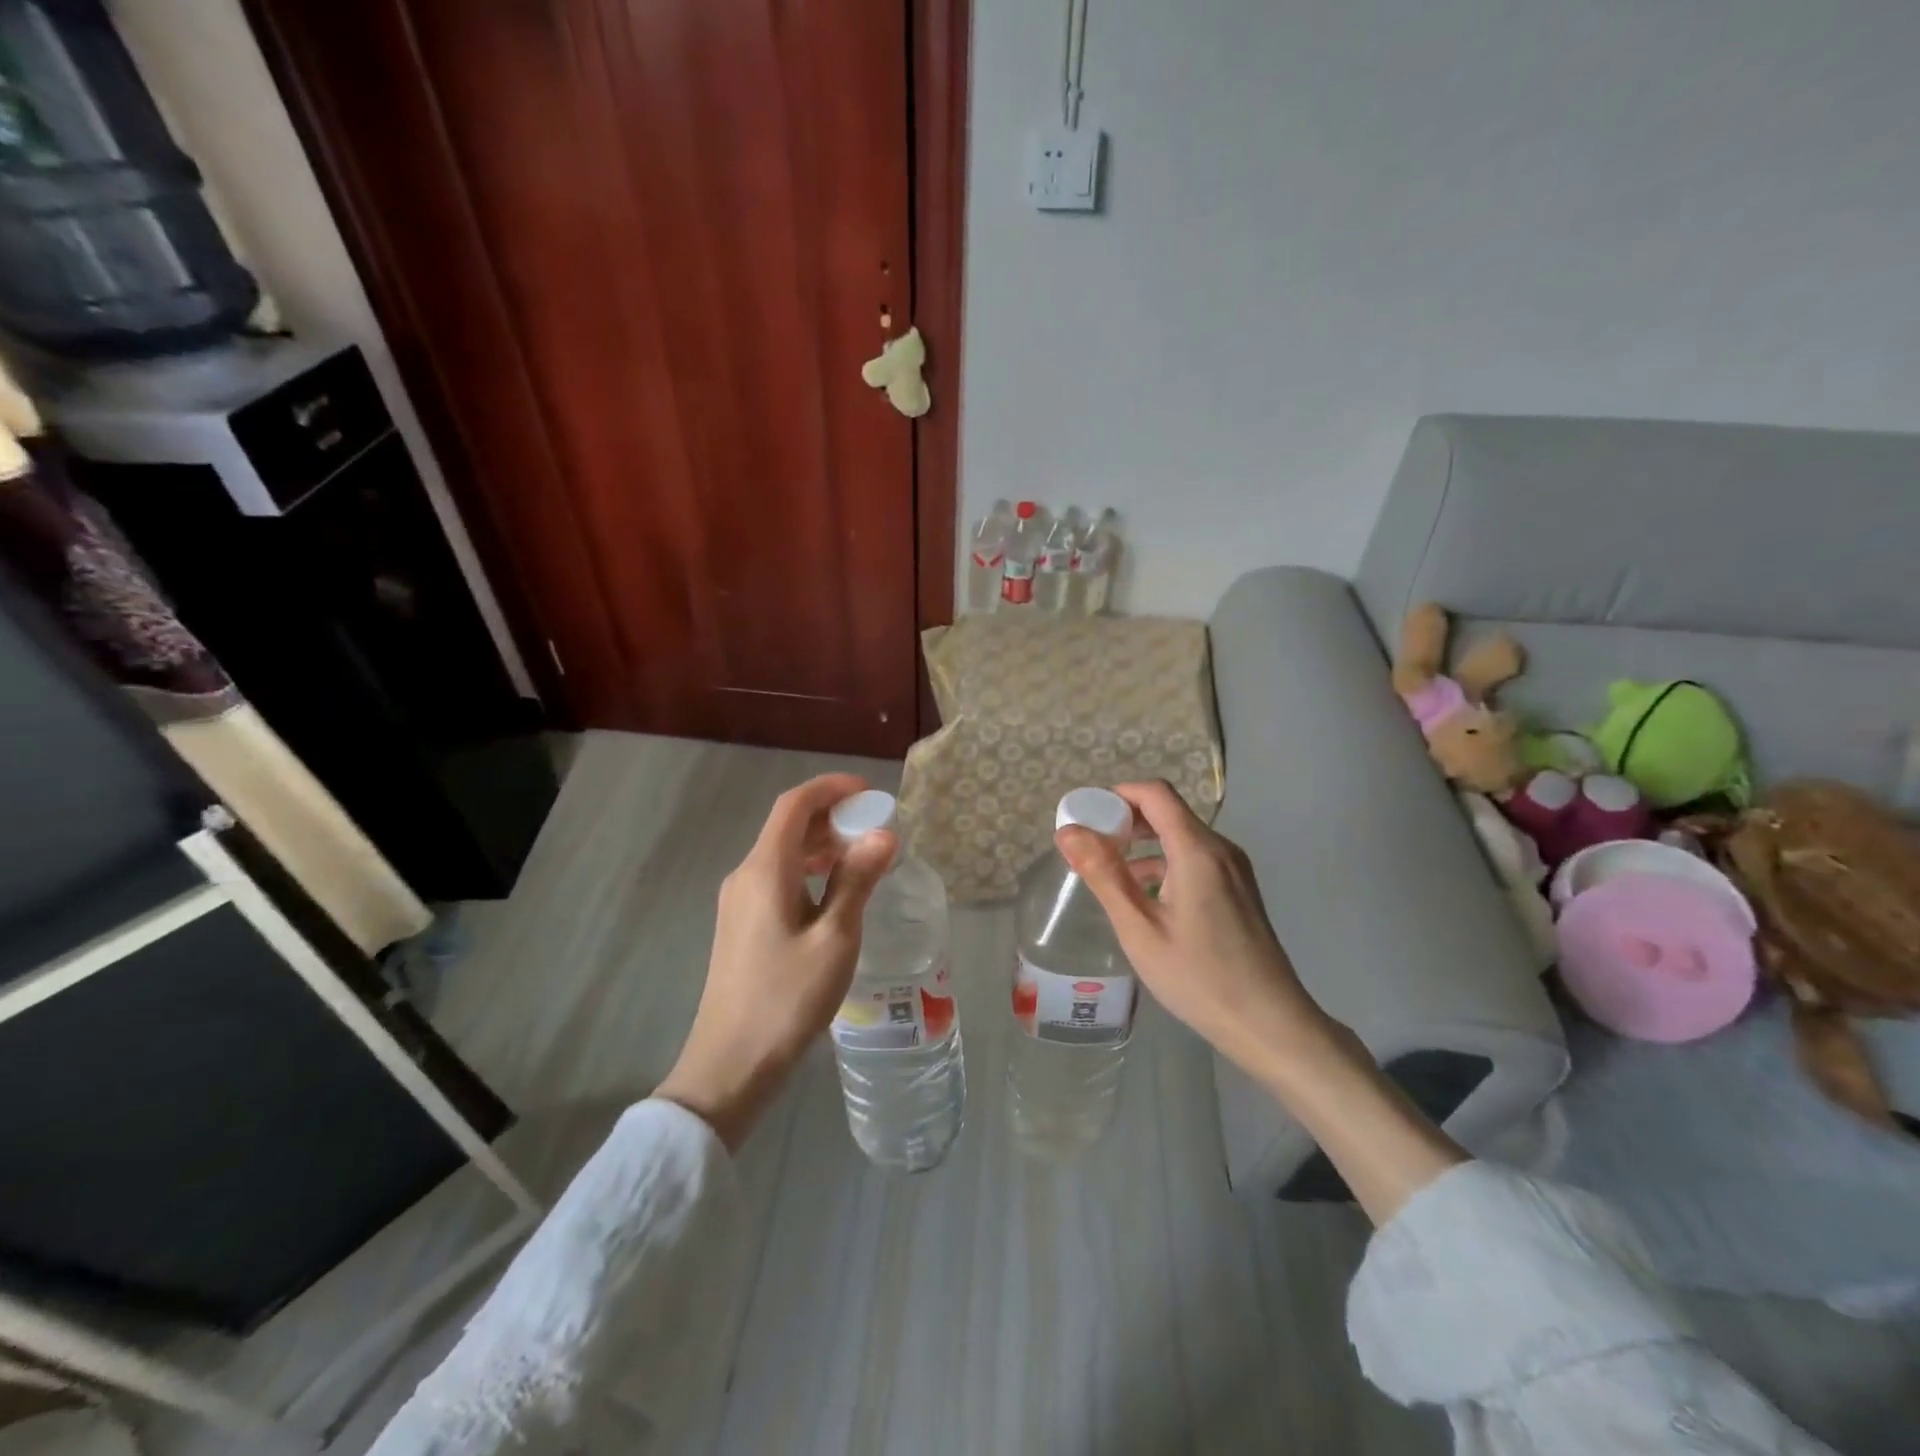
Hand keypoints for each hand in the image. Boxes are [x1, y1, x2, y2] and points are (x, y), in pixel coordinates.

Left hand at [657, 773, 894, 1150]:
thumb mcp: (834, 938)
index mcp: (765, 870)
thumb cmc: (786, 999)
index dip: (831, 789)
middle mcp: (745, 876)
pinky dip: (809, 872)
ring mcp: (738, 903)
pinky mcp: (741, 926)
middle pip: (788, 827)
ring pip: (783, 854)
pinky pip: (778, 879)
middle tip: (876, 829)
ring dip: (822, 846)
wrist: (730, 1066)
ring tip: (863, 859)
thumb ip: (857, 881)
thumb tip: (883, 834)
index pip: (794, 805)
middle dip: (832, 817)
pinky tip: (835, 895)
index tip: (870, 793)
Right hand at [1055, 781, 1328, 1075]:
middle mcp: (1221, 849)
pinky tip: (1145, 897)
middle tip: (1090, 846)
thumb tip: (1067, 831)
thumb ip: (1104, 874)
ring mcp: (1235, 870)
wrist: (1270, 1025)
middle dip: (1126, 820)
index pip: (1155, 793)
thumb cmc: (1199, 977)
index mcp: (1198, 850)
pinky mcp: (1239, 890)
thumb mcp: (1140, 928)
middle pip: (1168, 811)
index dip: (1117, 795)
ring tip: (1109, 873)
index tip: (1085, 817)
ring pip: (1182, 837)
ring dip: (1144, 844)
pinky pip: (1196, 859)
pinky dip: (1165, 864)